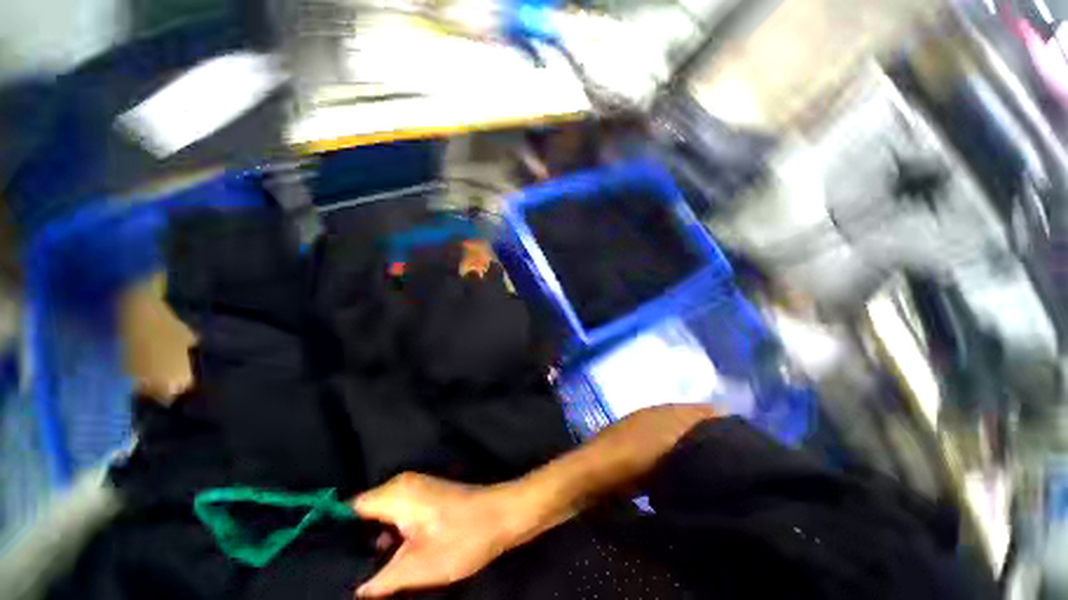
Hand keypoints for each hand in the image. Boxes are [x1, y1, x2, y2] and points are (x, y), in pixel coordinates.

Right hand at [351, 473, 529, 597]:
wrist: (502, 516)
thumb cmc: (463, 538)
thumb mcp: (419, 566)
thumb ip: (380, 580)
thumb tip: (353, 590)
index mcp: (396, 494)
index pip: (349, 510)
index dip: (334, 535)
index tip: (324, 563)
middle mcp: (402, 485)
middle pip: (363, 513)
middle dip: (353, 543)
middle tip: (343, 575)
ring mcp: (416, 489)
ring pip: (380, 516)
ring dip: (372, 542)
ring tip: (361, 574)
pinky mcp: (426, 497)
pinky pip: (396, 515)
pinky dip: (389, 536)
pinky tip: (387, 561)